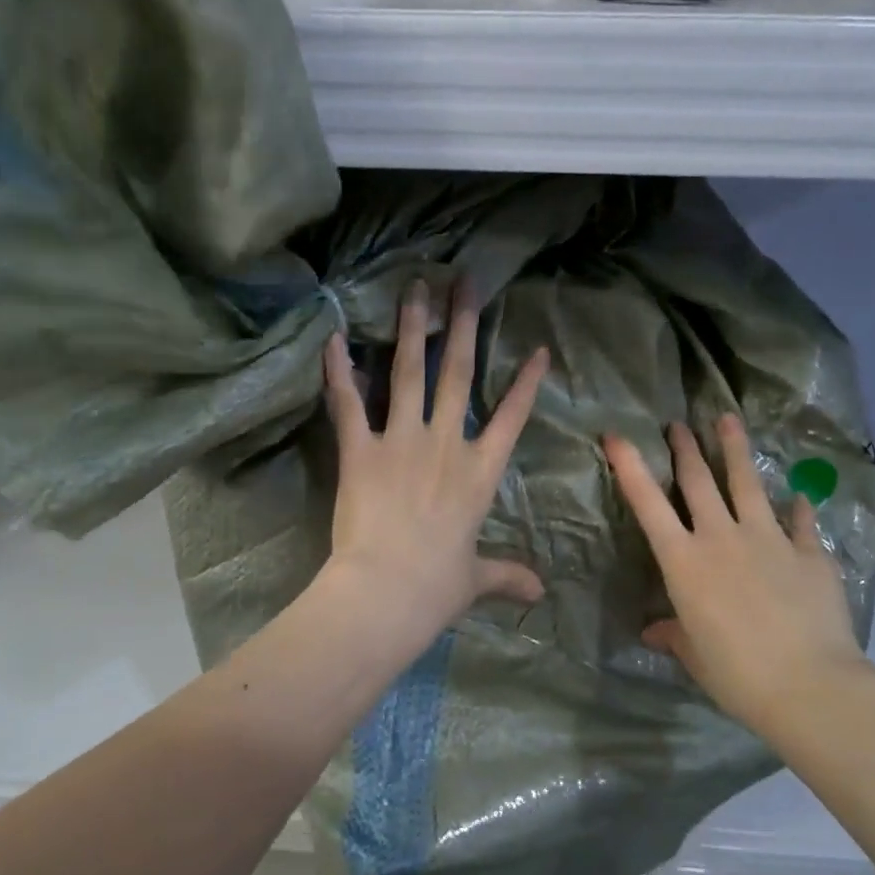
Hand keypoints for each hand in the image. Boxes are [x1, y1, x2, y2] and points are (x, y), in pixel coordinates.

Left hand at [320, 280, 549, 649]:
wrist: (386, 591)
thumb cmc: (436, 587)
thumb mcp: (476, 579)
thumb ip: (507, 575)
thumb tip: (541, 593)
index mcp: (479, 473)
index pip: (511, 418)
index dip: (525, 383)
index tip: (537, 349)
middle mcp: (445, 444)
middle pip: (458, 373)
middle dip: (463, 323)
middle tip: (464, 281)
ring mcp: (401, 441)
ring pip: (409, 372)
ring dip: (412, 327)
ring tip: (415, 287)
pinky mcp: (359, 450)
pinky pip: (348, 402)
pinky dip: (339, 370)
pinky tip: (333, 336)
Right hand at [604, 416, 870, 738]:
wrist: (808, 684)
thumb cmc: (735, 673)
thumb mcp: (693, 654)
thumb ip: (674, 634)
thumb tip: (654, 632)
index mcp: (684, 562)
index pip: (648, 504)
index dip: (629, 467)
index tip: (616, 435)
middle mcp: (722, 538)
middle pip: (699, 482)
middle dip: (685, 448)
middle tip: (677, 423)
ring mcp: (769, 540)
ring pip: (747, 484)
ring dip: (735, 449)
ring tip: (728, 419)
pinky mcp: (810, 553)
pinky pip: (801, 521)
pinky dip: (797, 507)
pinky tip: (798, 495)